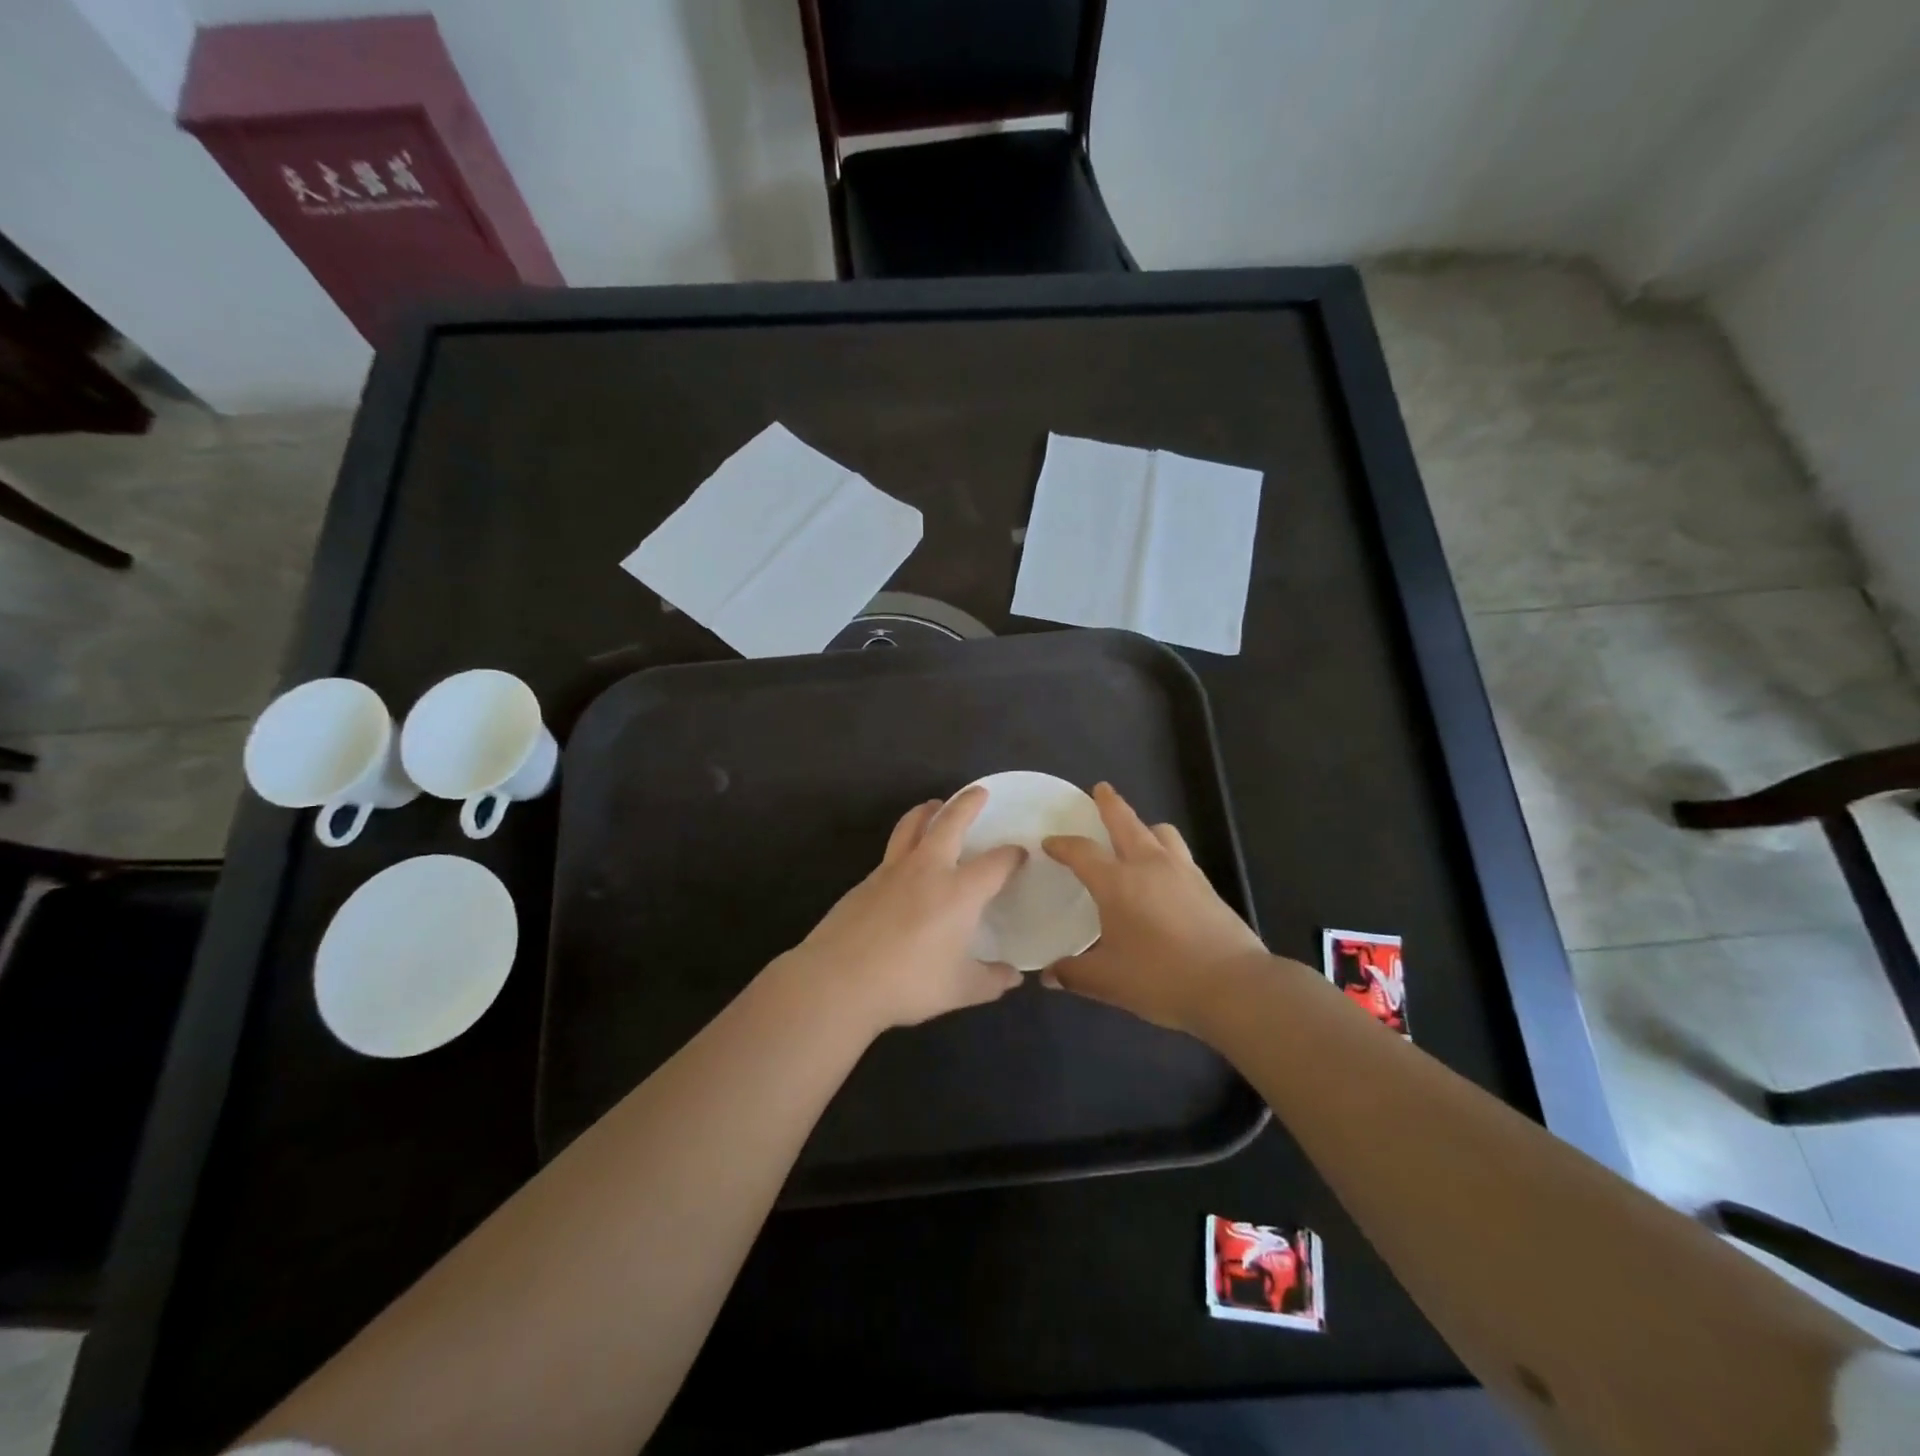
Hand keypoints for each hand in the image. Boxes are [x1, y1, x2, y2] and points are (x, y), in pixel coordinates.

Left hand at [785, 786, 1026, 1034]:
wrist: (839, 979)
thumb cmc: (908, 982)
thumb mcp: (960, 989)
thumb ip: (991, 980)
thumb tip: (1013, 977)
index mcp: (959, 891)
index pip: (995, 863)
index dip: (1011, 855)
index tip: (1019, 854)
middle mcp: (928, 869)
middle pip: (950, 822)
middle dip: (968, 803)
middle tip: (979, 792)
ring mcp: (893, 870)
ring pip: (912, 825)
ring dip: (927, 811)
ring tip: (934, 806)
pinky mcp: (866, 881)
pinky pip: (892, 850)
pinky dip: (905, 841)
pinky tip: (906, 860)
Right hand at [1042, 783, 1267, 1034]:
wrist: (1233, 985)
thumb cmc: (1161, 978)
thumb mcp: (1107, 981)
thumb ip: (1073, 974)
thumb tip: (1048, 975)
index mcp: (1117, 882)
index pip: (1082, 852)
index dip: (1063, 845)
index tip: (1050, 842)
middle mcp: (1149, 866)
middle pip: (1126, 822)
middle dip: (1110, 804)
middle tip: (1101, 789)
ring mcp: (1183, 872)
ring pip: (1161, 832)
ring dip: (1145, 826)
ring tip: (1138, 833)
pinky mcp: (1207, 886)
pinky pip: (1181, 854)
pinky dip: (1166, 851)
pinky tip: (1165, 874)